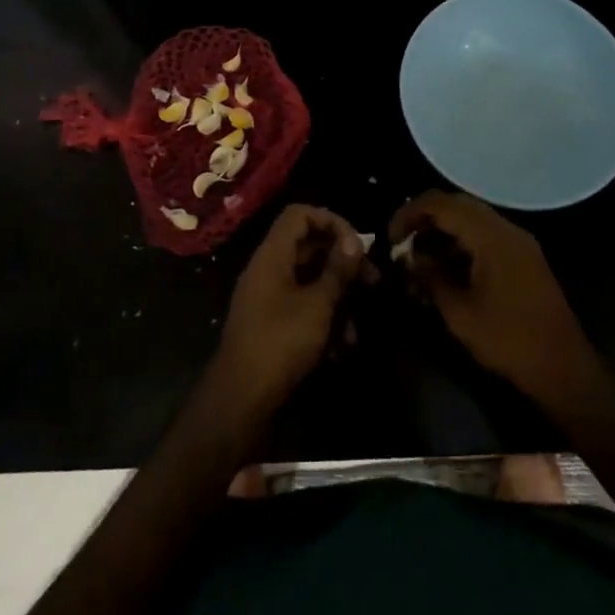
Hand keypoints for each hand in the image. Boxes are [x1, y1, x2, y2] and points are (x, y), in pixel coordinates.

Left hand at [209, 204, 365, 422]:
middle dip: (343, 264)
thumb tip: (355, 240)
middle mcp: (268, 270)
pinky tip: (341, 348)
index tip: (357, 244)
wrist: (241, 400)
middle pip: (309, 248)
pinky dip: (323, 321)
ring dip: (337, 300)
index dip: (331, 221)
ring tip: (356, 329)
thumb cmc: (280, 343)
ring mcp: (268, 298)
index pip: (300, 215)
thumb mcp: (317, 305)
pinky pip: (302, 308)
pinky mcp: (272, 325)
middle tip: (373, 282)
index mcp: (272, 255)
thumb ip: (337, 270)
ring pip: (310, 282)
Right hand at [389, 191, 599, 408]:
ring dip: (444, 232)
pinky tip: (447, 270)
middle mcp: (506, 229)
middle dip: (425, 219)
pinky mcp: (524, 258)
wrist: (565, 370)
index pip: (441, 203)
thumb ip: (431, 279)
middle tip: (402, 243)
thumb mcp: (459, 313)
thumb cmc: (509, 341)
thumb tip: (409, 260)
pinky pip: (486, 236)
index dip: (409, 213)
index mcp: (491, 236)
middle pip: (457, 204)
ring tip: (420, 260)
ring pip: (472, 219)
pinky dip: (462, 243)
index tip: (391, 238)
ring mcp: (519, 242)